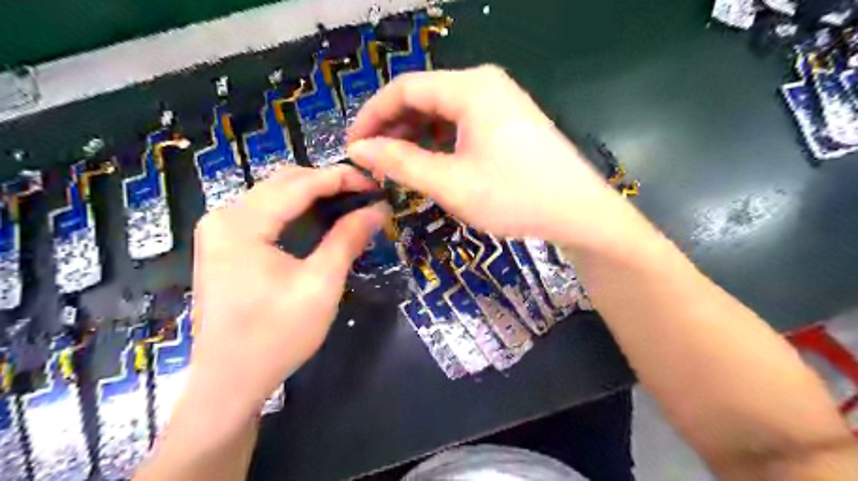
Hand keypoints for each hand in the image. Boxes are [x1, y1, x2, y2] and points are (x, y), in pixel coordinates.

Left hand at [189, 163, 390, 423]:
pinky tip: (320, 218)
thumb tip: (378, 210)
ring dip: (313, 194)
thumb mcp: (321, 285)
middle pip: (284, 182)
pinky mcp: (224, 245)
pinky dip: (296, 210)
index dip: (342, 178)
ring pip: (274, 195)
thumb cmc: (276, 335)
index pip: (300, 184)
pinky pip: (265, 213)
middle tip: (365, 195)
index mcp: (242, 223)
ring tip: (350, 203)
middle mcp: (224, 216)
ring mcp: (219, 230)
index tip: (375, 184)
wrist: (229, 381)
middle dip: (328, 182)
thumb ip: (347, 239)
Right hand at [346, 66, 636, 251]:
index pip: (403, 88)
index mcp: (469, 88)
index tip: (354, 146)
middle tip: (374, 161)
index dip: (372, 116)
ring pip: (442, 110)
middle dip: (393, 126)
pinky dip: (440, 140)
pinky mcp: (509, 120)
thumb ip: (400, 162)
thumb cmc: (513, 196)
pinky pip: (462, 122)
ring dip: (415, 135)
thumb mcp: (450, 182)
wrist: (578, 212)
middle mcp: (484, 84)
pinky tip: (431, 162)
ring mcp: (500, 101)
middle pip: (423, 96)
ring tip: (397, 165)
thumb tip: (359, 149)